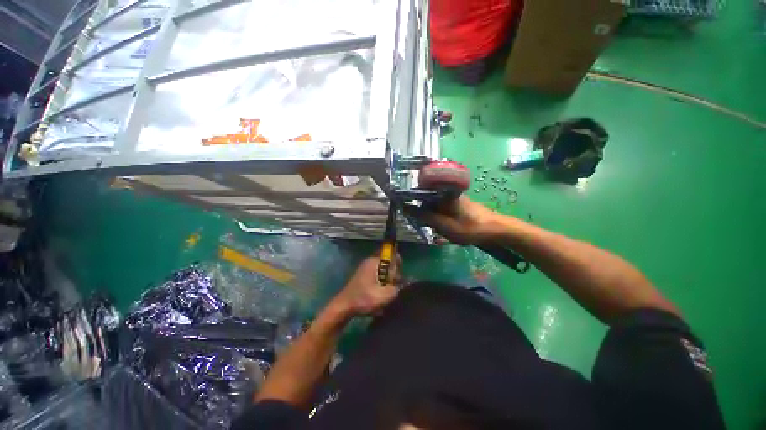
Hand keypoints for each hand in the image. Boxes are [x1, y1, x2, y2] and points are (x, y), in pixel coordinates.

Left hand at [330, 256, 400, 317]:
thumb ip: (398, 288)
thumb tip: (406, 283)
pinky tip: (380, 297)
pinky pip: (378, 278)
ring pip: (384, 273)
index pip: (393, 255)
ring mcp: (367, 269)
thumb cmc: (363, 298)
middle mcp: (371, 262)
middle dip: (393, 276)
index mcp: (375, 261)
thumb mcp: (384, 295)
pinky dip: (381, 286)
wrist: (343, 307)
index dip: (398, 266)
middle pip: (389, 264)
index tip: (397, 279)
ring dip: (387, 283)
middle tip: (392, 289)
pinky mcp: (364, 277)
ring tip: (385, 296)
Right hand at [404, 196, 503, 244]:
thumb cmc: (471, 228)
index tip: (418, 222)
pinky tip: (452, 232)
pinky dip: (445, 223)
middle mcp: (448, 194)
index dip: (417, 210)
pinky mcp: (460, 206)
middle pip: (429, 205)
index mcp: (443, 196)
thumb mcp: (445, 226)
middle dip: (430, 219)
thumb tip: (407, 208)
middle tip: (437, 232)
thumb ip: (426, 217)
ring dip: (438, 222)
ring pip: (437, 210)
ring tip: (446, 234)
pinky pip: (446, 213)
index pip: (421, 199)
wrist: (498, 230)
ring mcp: (455, 200)